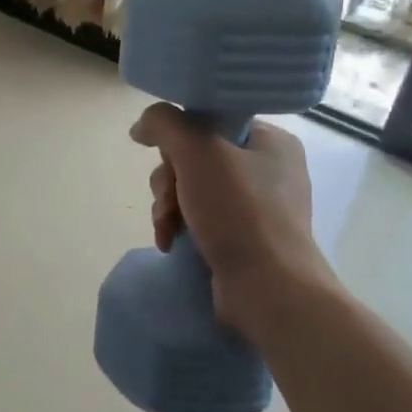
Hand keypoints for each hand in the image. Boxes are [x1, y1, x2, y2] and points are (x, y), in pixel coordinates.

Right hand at [130, 103, 337, 337]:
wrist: (269, 291)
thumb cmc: (240, 213)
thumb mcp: (198, 152)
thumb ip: (165, 125)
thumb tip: (141, 127)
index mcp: (271, 142)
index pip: (211, 120)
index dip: (181, 137)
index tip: (172, 159)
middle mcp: (267, 170)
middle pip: (195, 157)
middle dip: (170, 180)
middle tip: (170, 200)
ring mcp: (256, 207)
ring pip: (190, 189)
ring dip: (169, 206)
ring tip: (168, 227)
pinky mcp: (243, 238)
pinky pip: (199, 218)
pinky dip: (179, 227)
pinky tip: (171, 242)